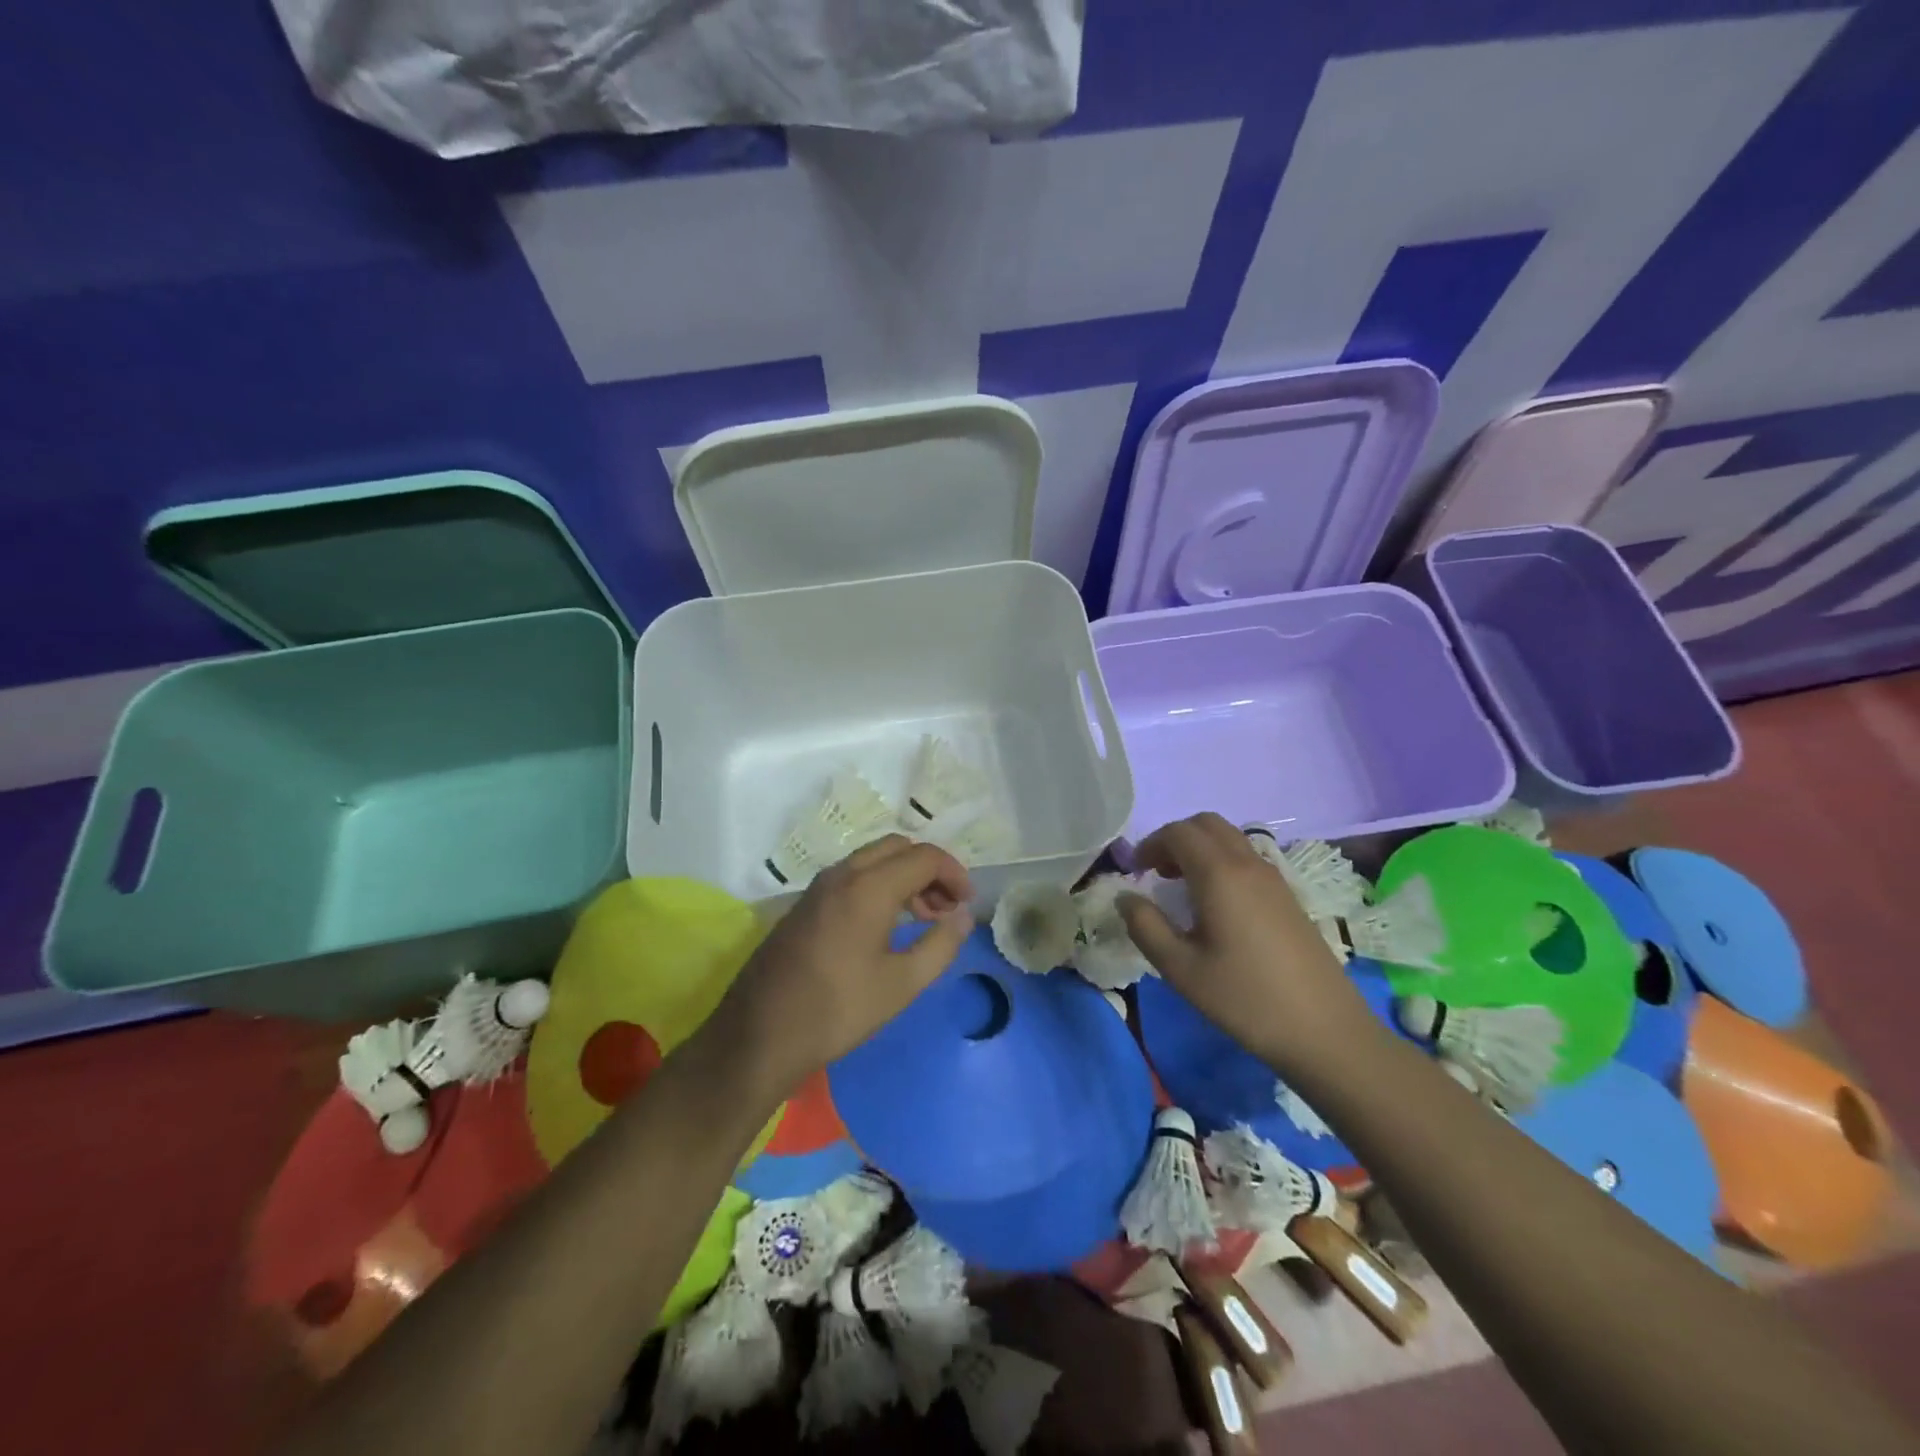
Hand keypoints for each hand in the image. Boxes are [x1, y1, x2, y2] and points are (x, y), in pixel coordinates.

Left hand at [708, 835, 974, 1098]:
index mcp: (869, 887)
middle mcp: (842, 874)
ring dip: (903, 877)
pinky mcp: (805, 904)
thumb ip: (941, 944)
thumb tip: (963, 916)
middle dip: (929, 870)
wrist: (759, 1035)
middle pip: (898, 848)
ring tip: (923, 918)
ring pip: (873, 859)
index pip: (924, 857)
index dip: (954, 874)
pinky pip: (852, 876)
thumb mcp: (901, 984)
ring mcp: (818, 887)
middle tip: (946, 908)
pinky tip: (886, 925)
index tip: (967, 904)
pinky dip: (878, 885)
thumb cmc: (838, 1010)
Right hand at [1119, 813, 1380, 1081]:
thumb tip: (1125, 897)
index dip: (1150, 844)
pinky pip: (1247, 858)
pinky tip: (1215, 905)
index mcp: (1219, 874)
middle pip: (1206, 824)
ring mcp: (1273, 878)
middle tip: (1156, 872)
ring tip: (1182, 887)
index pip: (1178, 832)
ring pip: (1230, 838)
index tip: (1135, 872)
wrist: (1326, 1030)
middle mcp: (1248, 864)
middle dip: (1175, 838)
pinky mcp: (1288, 896)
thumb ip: (1145, 926)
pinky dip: (1222, 862)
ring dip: (1200, 848)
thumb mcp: (1181, 968)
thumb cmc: (1245, 998)